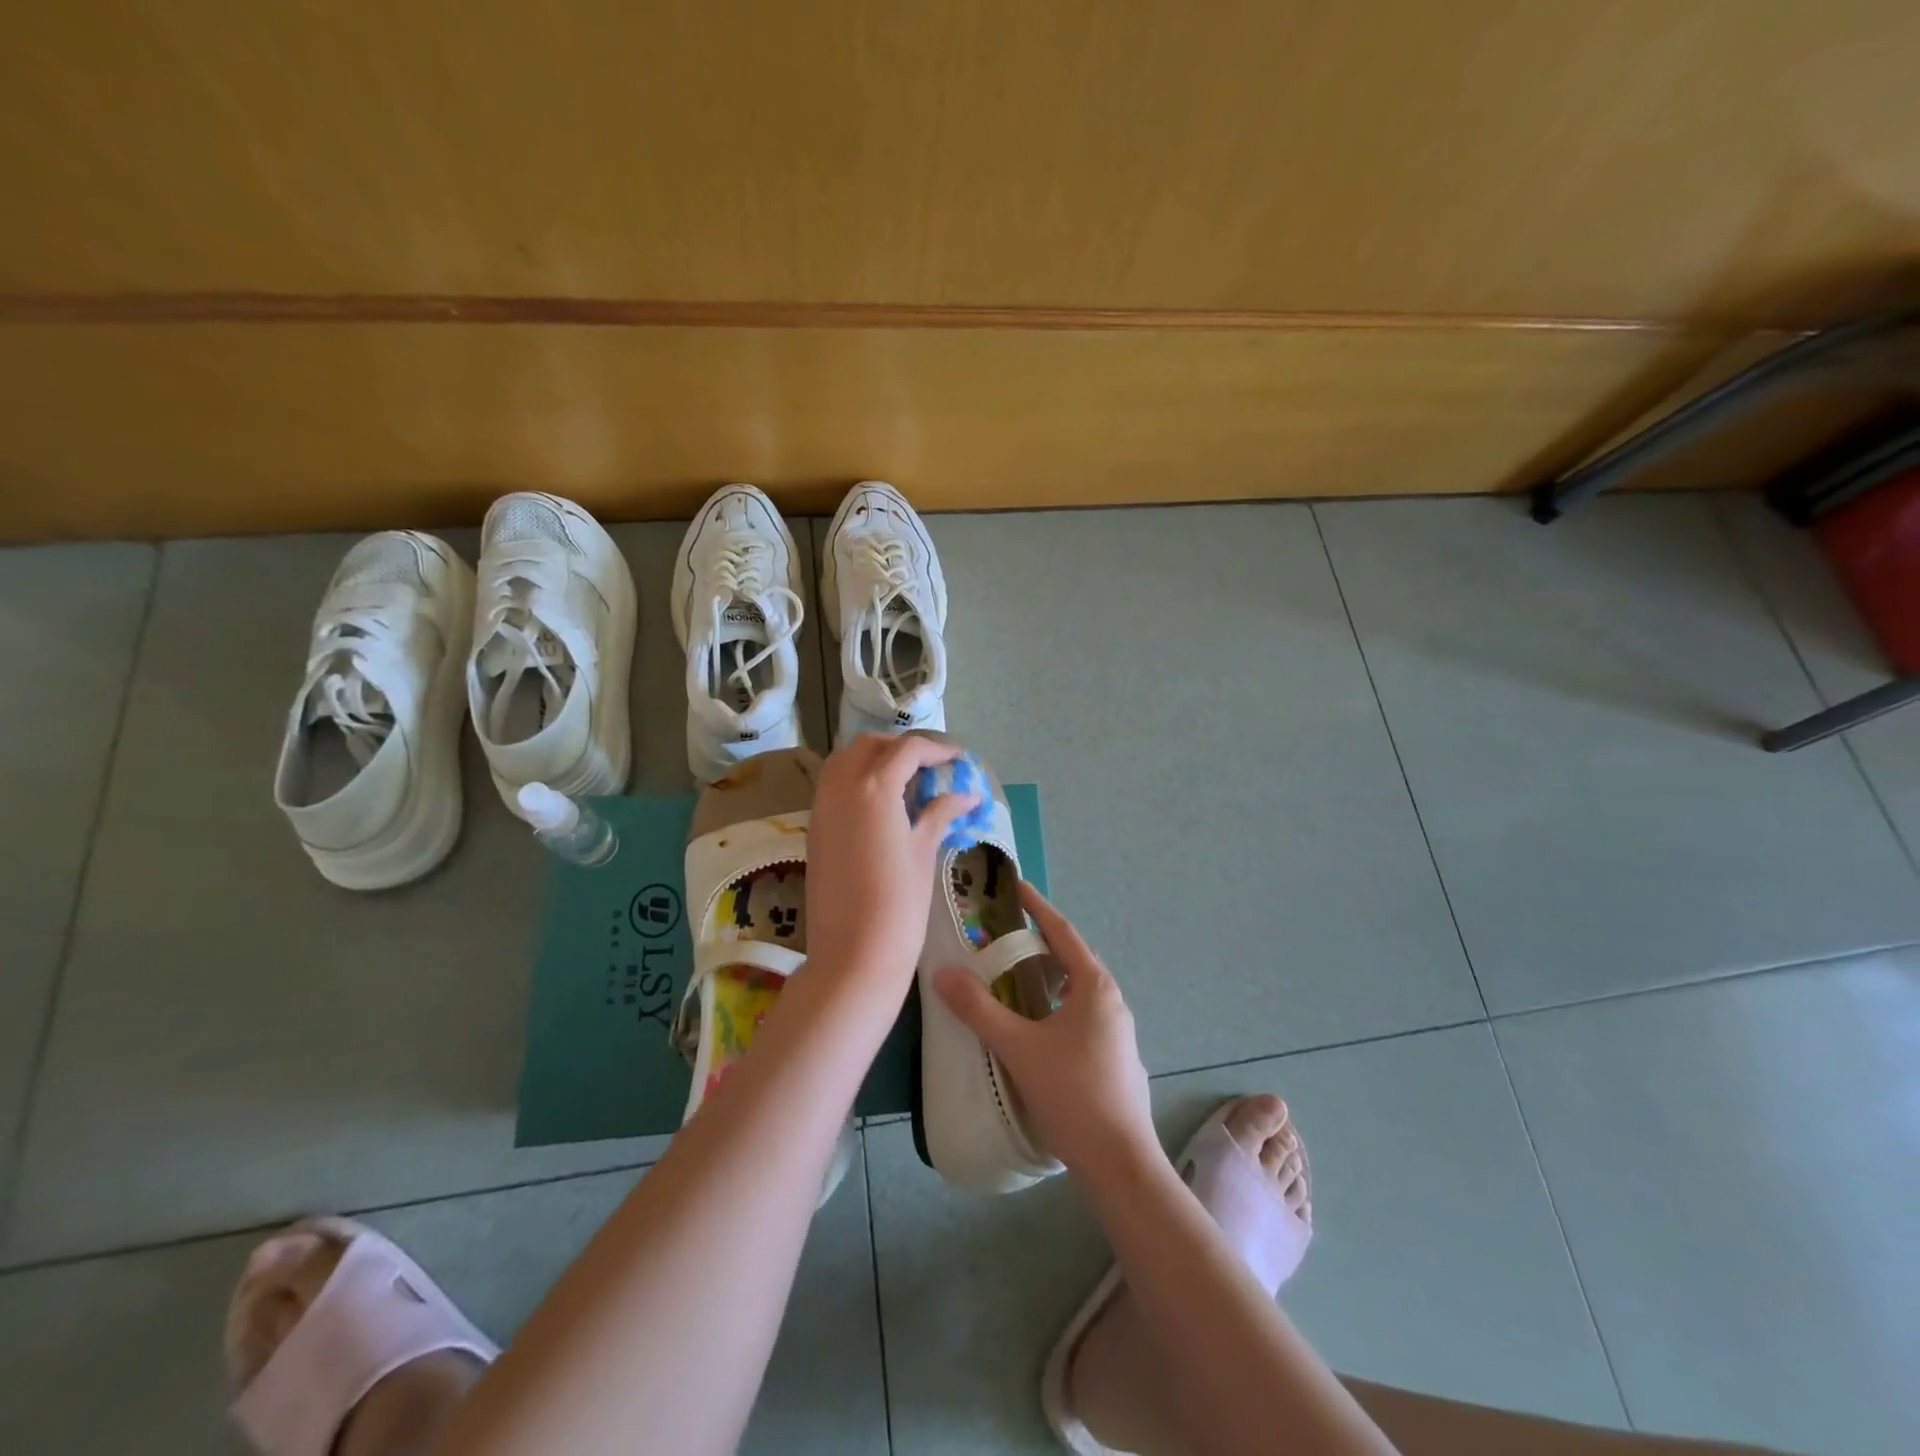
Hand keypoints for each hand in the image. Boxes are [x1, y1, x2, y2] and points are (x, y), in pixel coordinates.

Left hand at [805, 733, 978, 989]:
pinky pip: (833, 786)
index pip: (907, 750)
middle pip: (870, 746)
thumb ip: (940, 813)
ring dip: (874, 759)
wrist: (853, 954)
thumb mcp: (923, 851)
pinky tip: (881, 805)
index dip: (936, 749)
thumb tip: (968, 795)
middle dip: (901, 748)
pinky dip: (856, 780)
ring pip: (844, 760)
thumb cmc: (899, 903)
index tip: (958, 759)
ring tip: (905, 782)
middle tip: (930, 767)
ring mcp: (821, 806)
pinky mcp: (813, 828)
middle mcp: (841, 786)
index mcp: (873, 787)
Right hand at [933, 882, 1160, 1186]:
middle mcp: (1111, 1000)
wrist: (1120, 1162)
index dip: (1036, 907)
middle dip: (1038, 943)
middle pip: (1071, 958)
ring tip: (1013, 978)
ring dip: (1047, 978)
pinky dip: (1055, 1005)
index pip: (1062, 932)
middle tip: (1002, 936)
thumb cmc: (1072, 1093)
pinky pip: (1080, 1015)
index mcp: (1094, 986)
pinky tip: (1035, 1027)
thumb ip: (979, 1009)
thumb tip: (943, 974)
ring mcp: (1116, 1031)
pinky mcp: (1114, 1057)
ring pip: (1076, 990)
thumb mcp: (1019, 1047)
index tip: (1015, 885)